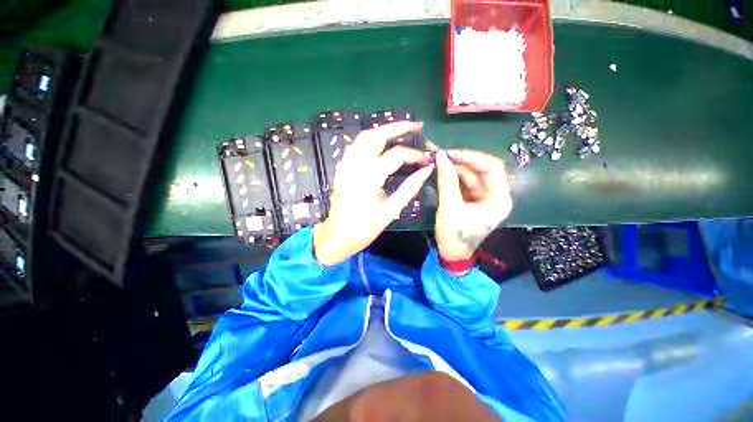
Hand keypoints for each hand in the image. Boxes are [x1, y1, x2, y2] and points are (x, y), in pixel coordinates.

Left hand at [314, 122, 434, 265]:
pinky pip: (356, 145)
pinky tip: (381, 143)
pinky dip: (371, 139)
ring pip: (365, 136)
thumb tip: (426, 170)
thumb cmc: (364, 227)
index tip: (427, 160)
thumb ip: (409, 188)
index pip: (396, 155)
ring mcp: (346, 164)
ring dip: (384, 130)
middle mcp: (356, 164)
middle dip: (399, 127)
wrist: (338, 235)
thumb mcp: (390, 210)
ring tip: (401, 132)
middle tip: (417, 126)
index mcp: (369, 177)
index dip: (414, 155)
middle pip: (377, 135)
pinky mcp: (342, 167)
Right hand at [434, 149, 512, 261]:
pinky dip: (453, 176)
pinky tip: (442, 170)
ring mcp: (483, 196)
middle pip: (481, 169)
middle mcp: (495, 195)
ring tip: (438, 161)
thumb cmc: (454, 235)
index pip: (492, 168)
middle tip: (441, 155)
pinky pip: (464, 182)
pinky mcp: (472, 199)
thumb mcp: (450, 208)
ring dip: (455, 167)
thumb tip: (440, 157)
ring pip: (471, 174)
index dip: (472, 157)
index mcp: (499, 199)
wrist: (451, 253)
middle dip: (461, 161)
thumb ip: (446, 181)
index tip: (450, 153)